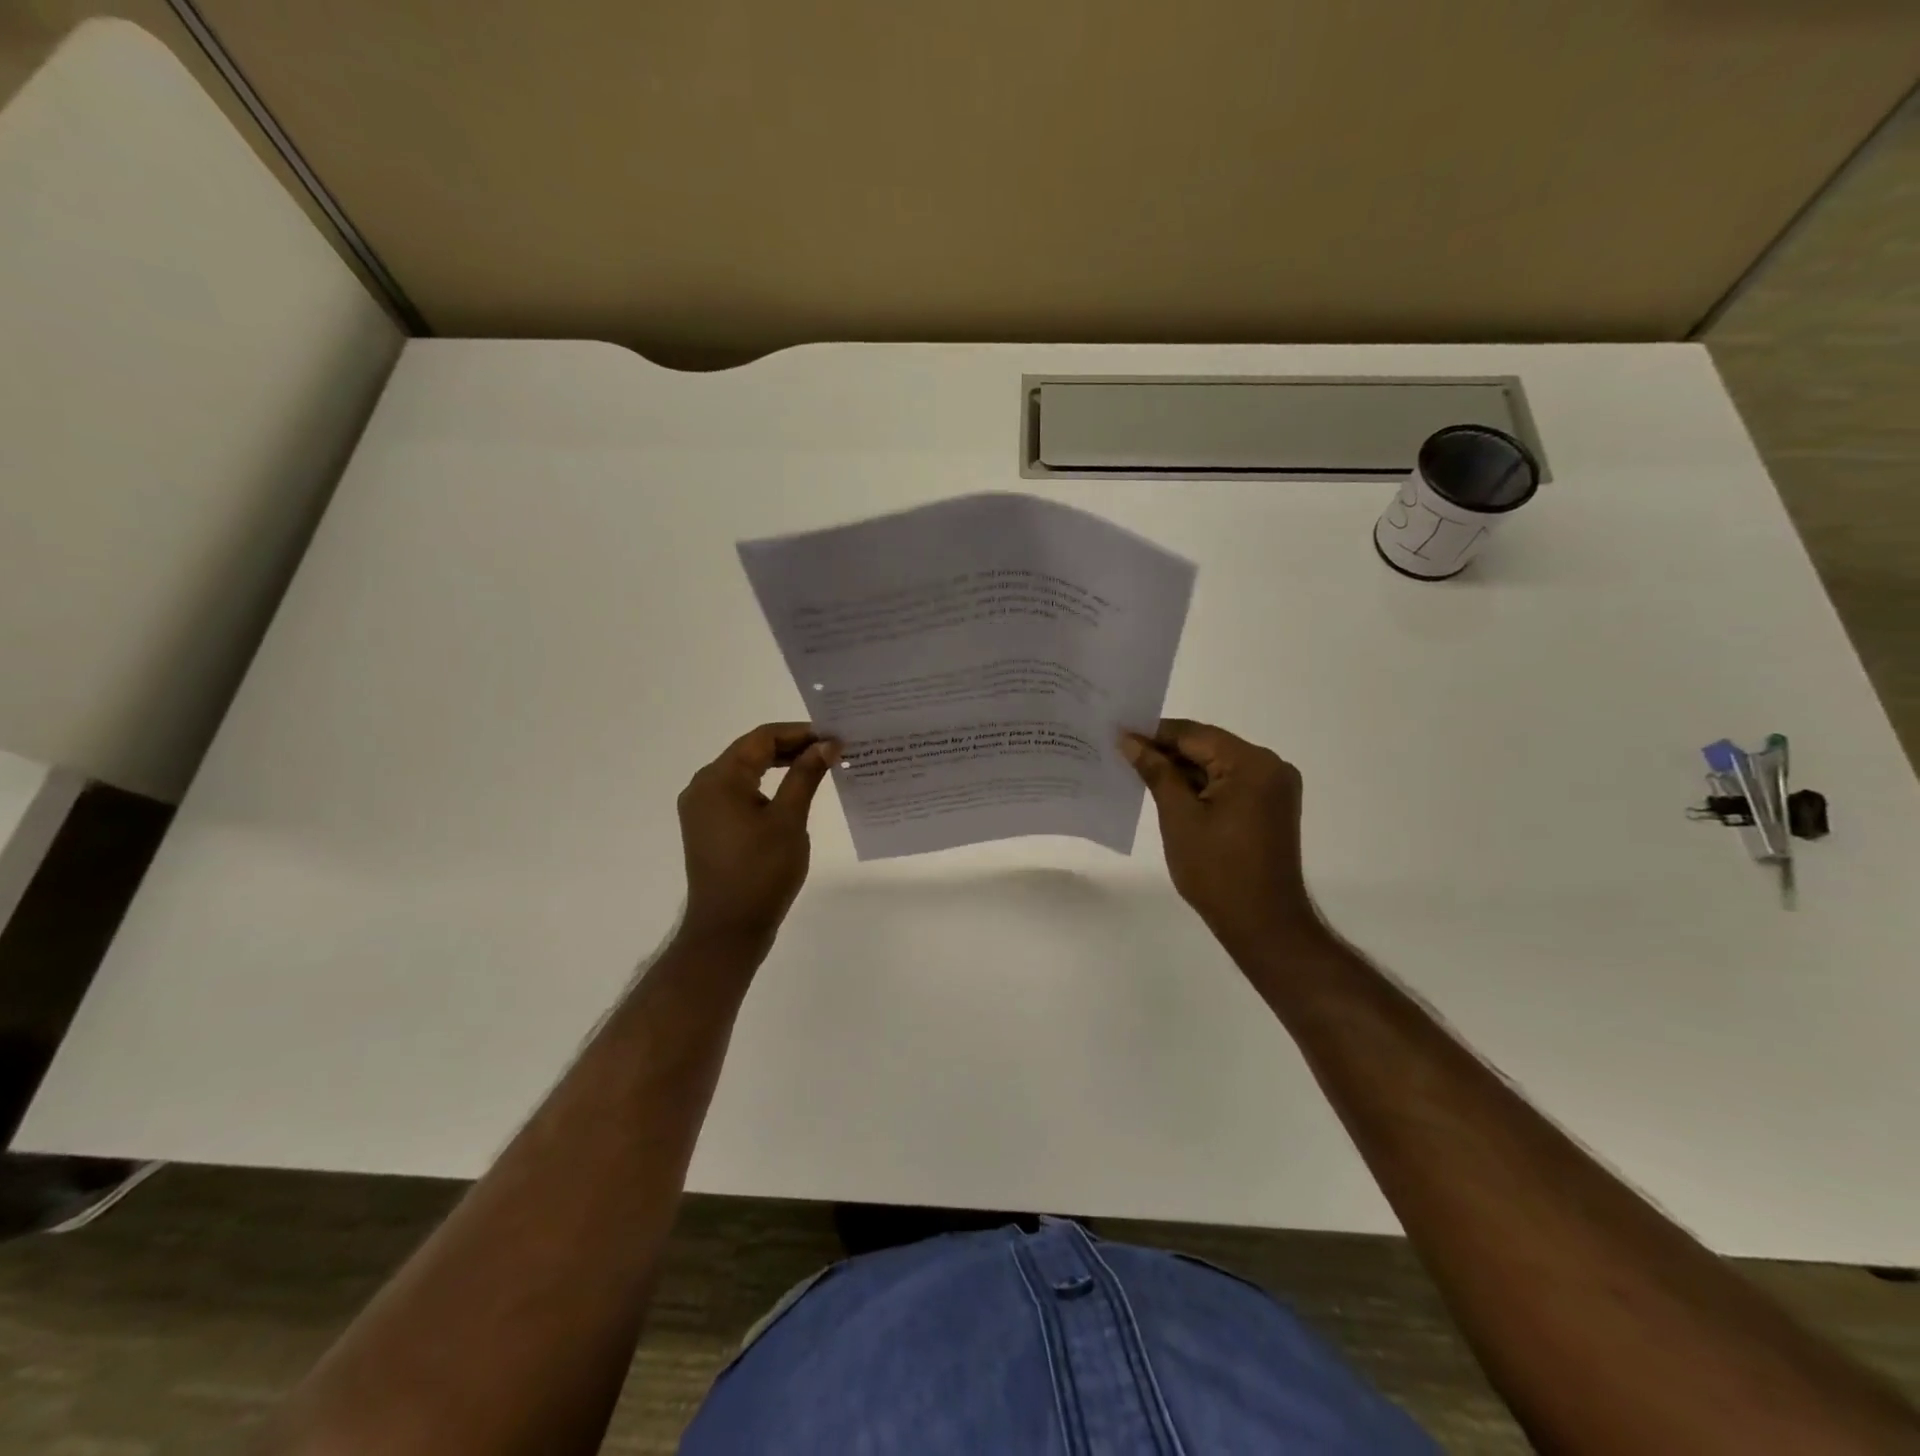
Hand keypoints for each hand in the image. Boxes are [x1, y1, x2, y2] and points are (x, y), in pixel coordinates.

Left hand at [677, 723, 838, 950]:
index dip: (800, 732)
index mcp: (719, 779)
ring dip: (780, 766)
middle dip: (792, 747)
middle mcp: (703, 786)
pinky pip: (739, 793)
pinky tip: (793, 793)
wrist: (728, 929)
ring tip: (818, 767)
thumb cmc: (761, 872)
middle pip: (751, 751)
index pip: (762, 738)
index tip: (835, 737)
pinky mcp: (708, 826)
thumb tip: (826, 744)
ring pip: (745, 772)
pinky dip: (766, 786)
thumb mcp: (789, 819)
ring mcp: (702, 808)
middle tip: (832, 750)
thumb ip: (806, 775)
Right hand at [1123, 719, 1318, 960]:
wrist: (1263, 923)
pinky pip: (1230, 783)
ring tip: (1139, 771)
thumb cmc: (1217, 870)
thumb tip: (1130, 740)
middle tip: (1123, 752)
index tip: (1119, 734)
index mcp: (1252, 763)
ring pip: (1218, 765)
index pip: (1194, 734)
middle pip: (1208, 746)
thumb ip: (1156, 772)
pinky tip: (1170, 792)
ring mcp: (1274, 787)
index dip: (1154, 733)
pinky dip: (1201, 786)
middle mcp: (1270, 766)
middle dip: (1167, 751)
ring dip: (1183, 770)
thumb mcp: (1179, 817)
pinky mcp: (1271, 806)